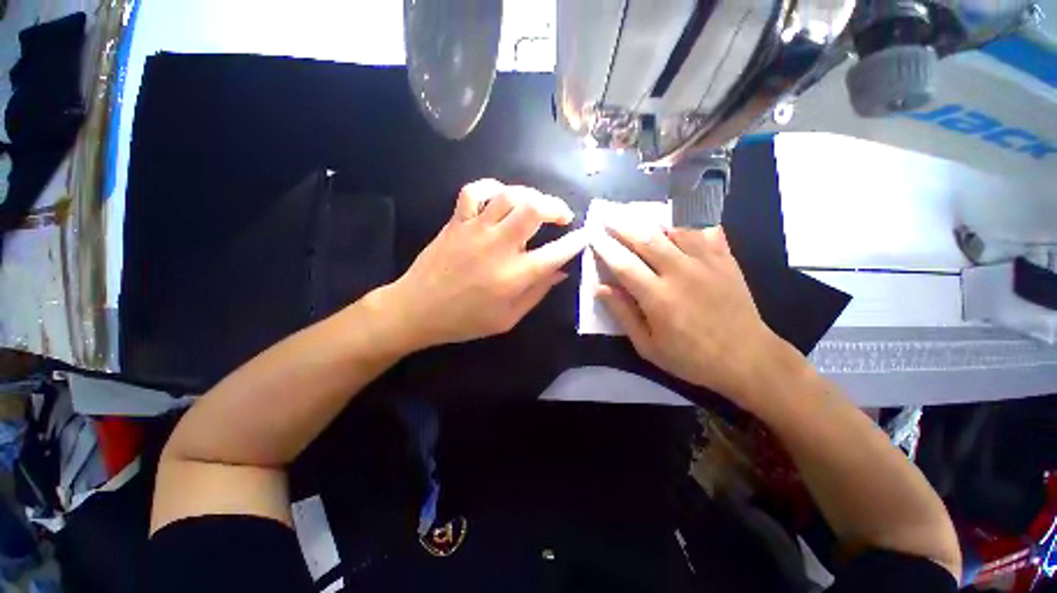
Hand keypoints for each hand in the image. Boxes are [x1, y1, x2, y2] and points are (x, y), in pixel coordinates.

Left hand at [383, 179, 586, 350]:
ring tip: (537, 205)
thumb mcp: (507, 319)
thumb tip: (560, 272)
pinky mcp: (457, 221)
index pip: (555, 253)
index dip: (575, 242)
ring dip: (531, 195)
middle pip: (534, 209)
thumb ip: (536, 293)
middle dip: (556, 207)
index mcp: (514, 276)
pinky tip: (501, 195)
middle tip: (563, 215)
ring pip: (510, 195)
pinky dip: (492, 187)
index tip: (585, 235)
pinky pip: (475, 191)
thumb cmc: (465, 320)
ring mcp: (476, 229)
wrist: (417, 309)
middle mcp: (499, 246)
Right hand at [591, 223, 793, 405]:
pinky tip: (677, 223)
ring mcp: (706, 262)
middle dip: (622, 225)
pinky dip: (687, 224)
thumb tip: (600, 288)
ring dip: (651, 222)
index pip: (623, 263)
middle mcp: (680, 272)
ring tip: (635, 216)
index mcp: (658, 296)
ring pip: (673, 230)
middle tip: (607, 216)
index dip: (604, 247)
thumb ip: (623, 314)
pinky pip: (705, 232)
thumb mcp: (648, 346)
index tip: (592, 235)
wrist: (748, 359)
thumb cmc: (691, 358)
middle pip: (645, 239)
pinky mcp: (725, 260)